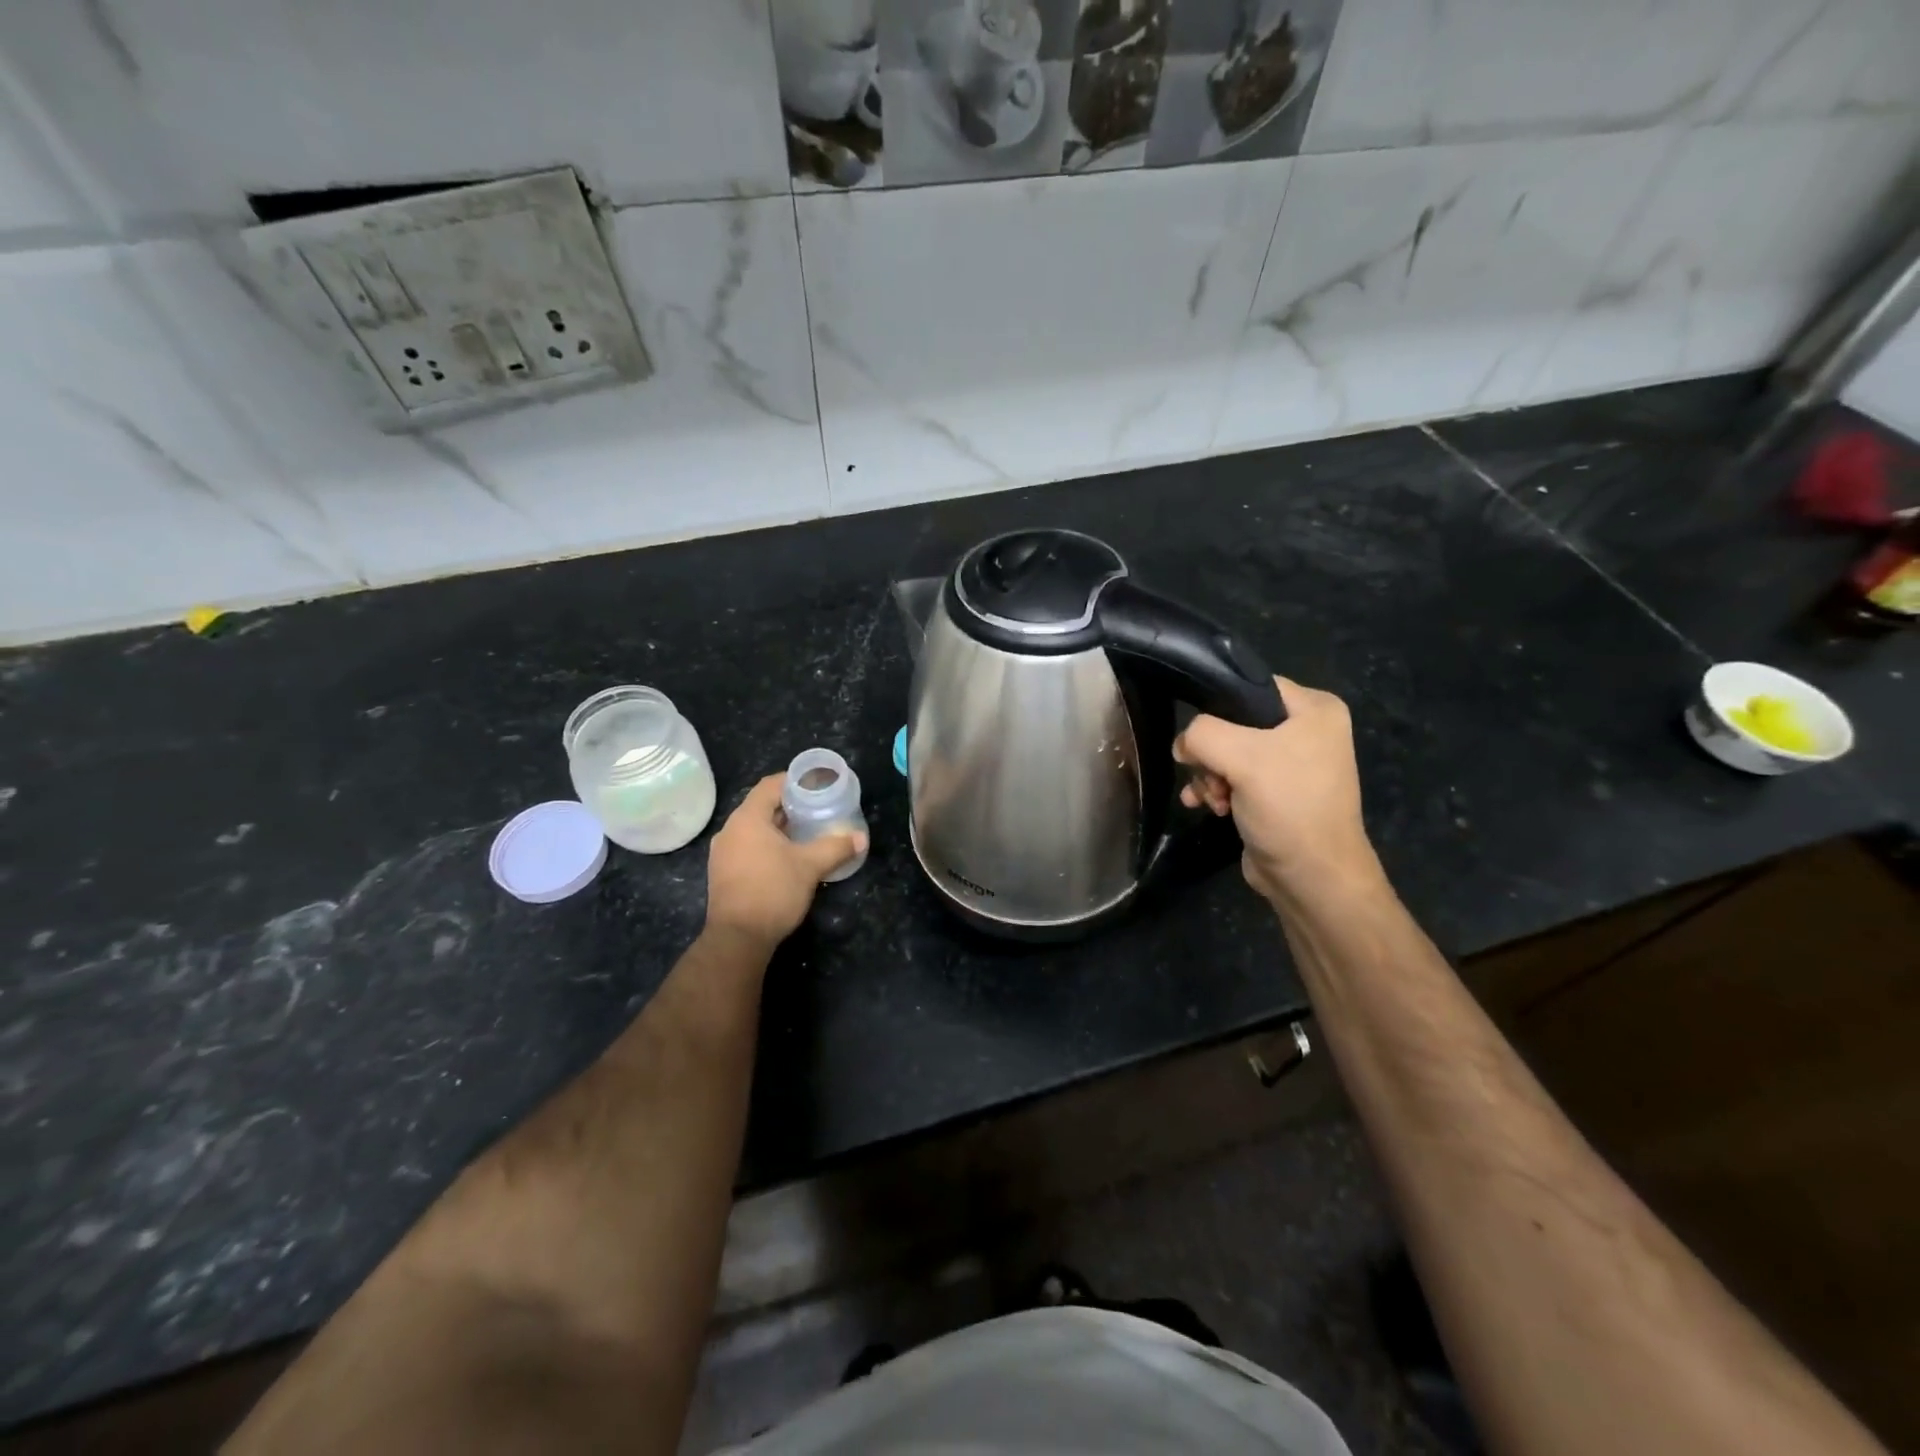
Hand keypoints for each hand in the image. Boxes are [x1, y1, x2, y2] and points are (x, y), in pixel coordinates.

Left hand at [704, 774, 867, 949]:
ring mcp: (723, 853)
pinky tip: (787, 857)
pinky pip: (747, 847)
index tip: (816, 784)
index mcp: (747, 819)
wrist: (738, 939)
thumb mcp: (810, 866)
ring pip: (754, 829)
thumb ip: (836, 847)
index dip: (793, 781)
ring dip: (779, 828)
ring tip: (806, 832)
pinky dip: (767, 845)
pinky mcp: (723, 873)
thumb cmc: (773, 891)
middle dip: (790, 806)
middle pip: (761, 807)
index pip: (770, 786)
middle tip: (817, 808)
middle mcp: (730, 830)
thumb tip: (861, 837)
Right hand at [1174, 677, 1381, 905]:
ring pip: (1227, 752)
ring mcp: (1289, 764)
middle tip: (1213, 777)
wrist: (1312, 878)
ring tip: (1212, 799)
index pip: (1251, 686)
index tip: (1201, 736)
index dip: (1219, 706)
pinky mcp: (1273, 793)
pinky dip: (1214, 789)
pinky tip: (1205, 806)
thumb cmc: (1288, 807)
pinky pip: (1231, 776)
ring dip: (1209, 775)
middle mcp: (1306, 731)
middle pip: (1233, 722)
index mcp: (1315, 709)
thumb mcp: (1241, 757)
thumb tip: (1184, 744)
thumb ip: (1202, 734)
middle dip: (1211, 753)